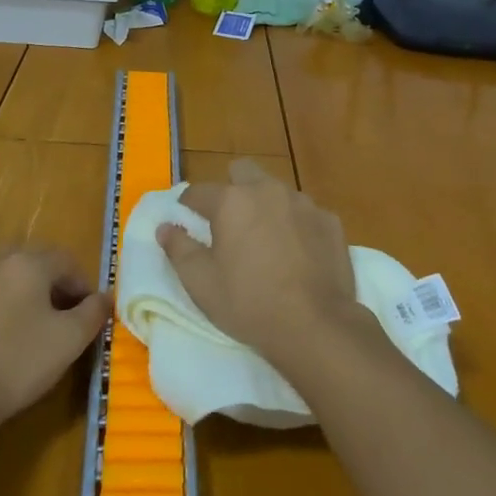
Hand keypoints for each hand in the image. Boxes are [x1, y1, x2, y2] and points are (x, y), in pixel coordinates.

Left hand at [0, 247, 109, 436]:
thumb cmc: (17, 362)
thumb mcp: (69, 340)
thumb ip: (93, 313)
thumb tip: (105, 298)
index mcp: (28, 261)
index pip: (68, 261)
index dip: (85, 288)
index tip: (91, 319)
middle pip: (40, 267)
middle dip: (59, 292)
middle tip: (68, 326)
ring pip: (15, 283)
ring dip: (32, 302)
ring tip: (40, 337)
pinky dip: (8, 313)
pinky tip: (8, 346)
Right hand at [158, 160, 359, 366]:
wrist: (316, 324)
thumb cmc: (249, 303)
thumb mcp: (201, 283)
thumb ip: (179, 249)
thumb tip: (165, 227)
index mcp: (232, 201)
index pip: (199, 191)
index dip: (189, 204)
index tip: (186, 217)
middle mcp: (267, 190)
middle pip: (243, 172)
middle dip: (232, 188)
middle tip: (228, 221)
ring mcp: (303, 203)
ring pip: (277, 191)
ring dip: (266, 206)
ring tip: (265, 240)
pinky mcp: (330, 220)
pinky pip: (305, 213)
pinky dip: (296, 225)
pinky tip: (298, 253)